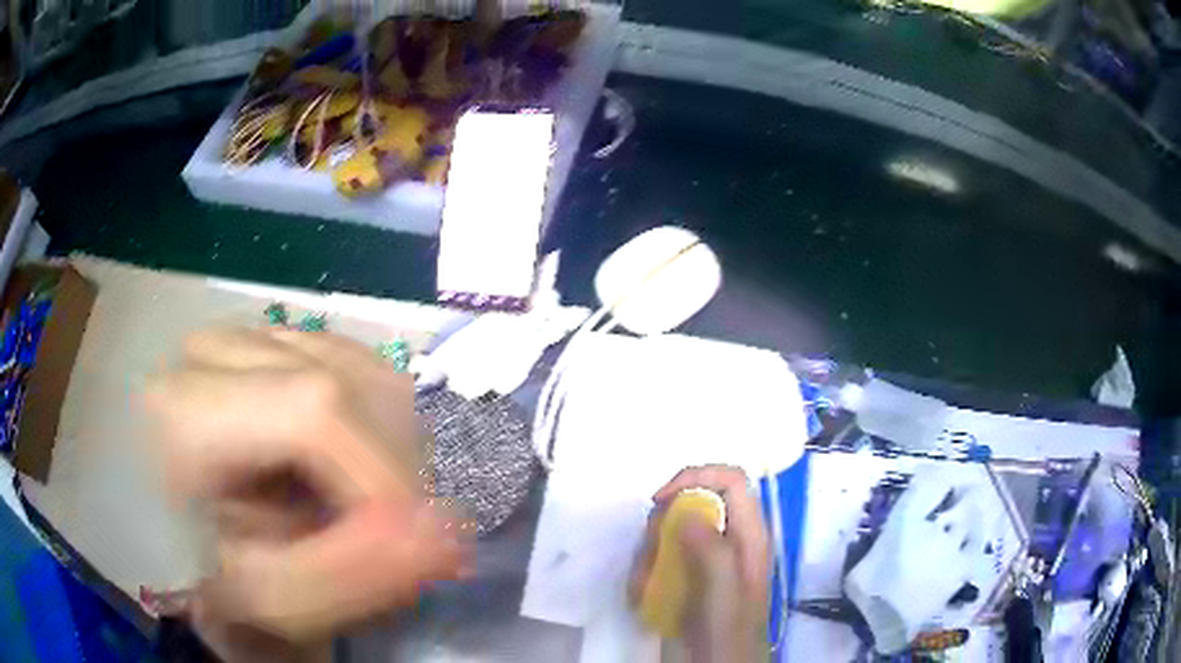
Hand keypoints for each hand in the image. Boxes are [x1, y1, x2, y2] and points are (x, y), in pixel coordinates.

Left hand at [146, 327, 468, 656]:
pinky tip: (344, 463)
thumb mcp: (274, 600)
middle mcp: (210, 349)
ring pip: (361, 369)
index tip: (413, 541)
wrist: (177, 539)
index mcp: (182, 412)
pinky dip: (376, 422)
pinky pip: (357, 364)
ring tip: (351, 502)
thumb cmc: (213, 578)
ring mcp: (243, 334)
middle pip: (345, 384)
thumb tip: (451, 534)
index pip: (313, 410)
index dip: (383, 475)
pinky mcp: (271, 339)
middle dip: (390, 471)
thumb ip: (356, 574)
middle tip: (376, 534)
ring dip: (386, 449)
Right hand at [630, 466, 769, 662]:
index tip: (661, 501)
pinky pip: (656, 558)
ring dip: (648, 554)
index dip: (697, 478)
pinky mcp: (685, 578)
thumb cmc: (725, 636)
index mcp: (749, 537)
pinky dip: (643, 574)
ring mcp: (704, 560)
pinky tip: (643, 598)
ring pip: (669, 531)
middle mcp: (728, 541)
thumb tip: (686, 511)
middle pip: (693, 502)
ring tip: (646, 587)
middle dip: (663, 524)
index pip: (731, 479)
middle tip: (653, 556)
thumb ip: (712, 550)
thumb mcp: (723, 594)